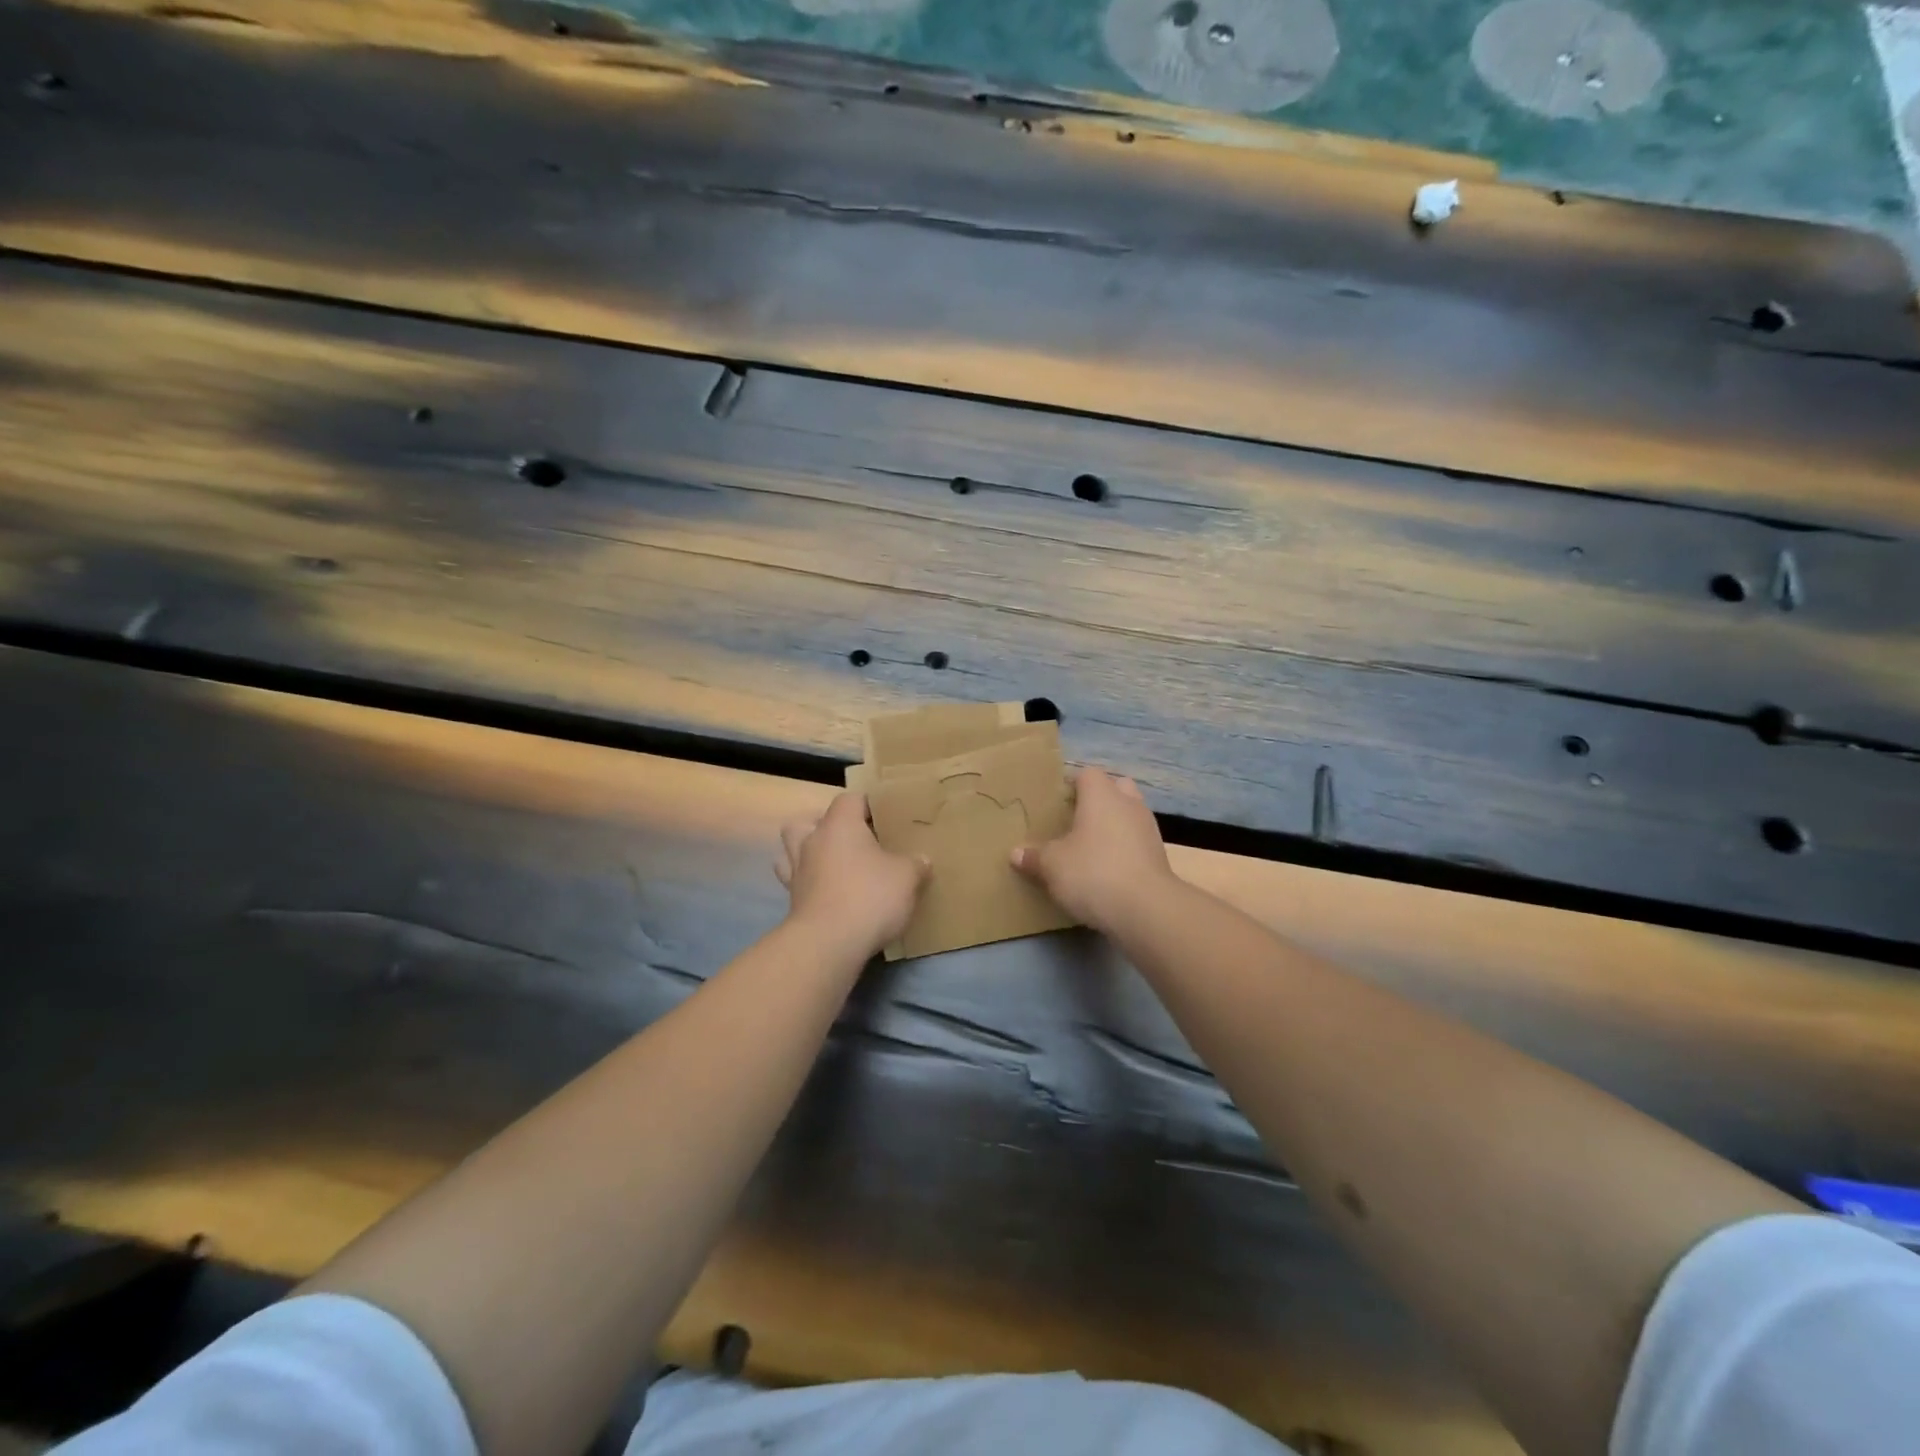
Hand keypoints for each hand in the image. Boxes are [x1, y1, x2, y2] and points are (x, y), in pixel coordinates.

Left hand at [776, 792, 929, 959]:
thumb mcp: (906, 878)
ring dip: (808, 853)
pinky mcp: (792, 901)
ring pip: (792, 850)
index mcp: (840, 825)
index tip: (884, 818)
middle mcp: (812, 841)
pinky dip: (809, 884)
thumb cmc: (869, 896)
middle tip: (852, 840)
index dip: (867, 804)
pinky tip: (828, 894)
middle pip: (808, 821)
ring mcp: (797, 872)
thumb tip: (921, 860)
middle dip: (826, 826)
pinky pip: (797, 882)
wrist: (828, 943)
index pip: (850, 799)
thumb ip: (915, 864)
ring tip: (833, 864)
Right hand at [1011, 767, 1173, 933]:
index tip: (1057, 803)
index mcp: (1102, 795)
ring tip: (1091, 847)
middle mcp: (1128, 804)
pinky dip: (1125, 848)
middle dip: (1098, 799)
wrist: (1146, 910)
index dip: (1072, 784)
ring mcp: (1149, 829)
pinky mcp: (1159, 855)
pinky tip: (1108, 869)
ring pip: (1129, 814)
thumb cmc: (1093, 873)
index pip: (1088, 773)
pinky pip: (1137, 840)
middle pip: (1115, 787)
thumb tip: (1016, 853)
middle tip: (1076, 820)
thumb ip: (1034, 856)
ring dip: (1114, 824)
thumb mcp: (1052, 866)